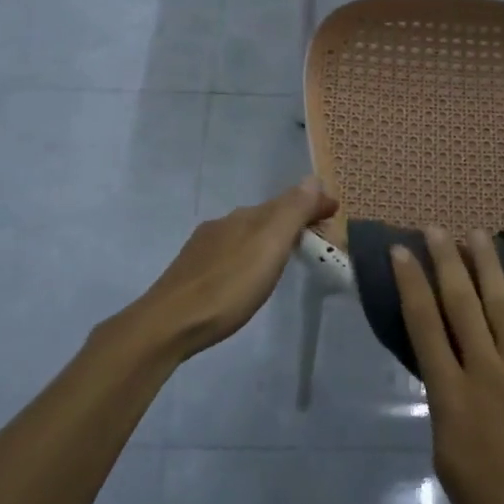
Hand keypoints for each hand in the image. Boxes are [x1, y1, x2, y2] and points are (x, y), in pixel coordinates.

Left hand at [123, 177, 337, 359]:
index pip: (288, 201)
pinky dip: (250, 255)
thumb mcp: (269, 246)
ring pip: (247, 234)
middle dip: (293, 221)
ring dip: (270, 239)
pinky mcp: (192, 272)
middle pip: (267, 216)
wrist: (168, 324)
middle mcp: (224, 224)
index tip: (335, 213)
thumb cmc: (228, 286)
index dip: (313, 205)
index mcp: (246, 217)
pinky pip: (231, 253)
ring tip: (287, 257)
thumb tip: (314, 179)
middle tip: (318, 239)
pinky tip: (248, 275)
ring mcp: (204, 248)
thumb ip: (292, 211)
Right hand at [393, 227, 503, 503]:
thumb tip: (446, 376)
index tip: (401, 252)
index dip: (411, 285)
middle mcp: (486, 370)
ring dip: (489, 268)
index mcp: (451, 394)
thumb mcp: (445, 458)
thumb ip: (445, 407)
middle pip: (462, 305)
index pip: (424, 326)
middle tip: (436, 229)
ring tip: (478, 234)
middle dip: (446, 262)